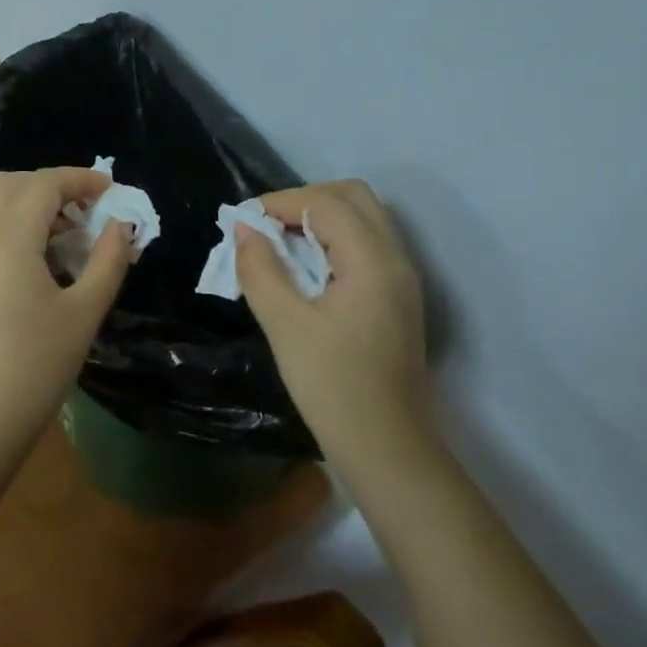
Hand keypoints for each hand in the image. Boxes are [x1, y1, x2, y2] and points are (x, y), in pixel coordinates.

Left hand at [0, 168, 131, 458]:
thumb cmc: (34, 366)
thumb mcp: (83, 313)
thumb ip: (107, 261)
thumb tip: (121, 226)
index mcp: (9, 238)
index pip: (44, 184)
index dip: (80, 179)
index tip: (112, 190)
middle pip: (12, 184)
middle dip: (52, 185)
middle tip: (88, 208)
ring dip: (32, 204)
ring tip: (71, 234)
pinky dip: (17, 226)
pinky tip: (44, 261)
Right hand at [235, 180, 434, 472]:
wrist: (387, 449)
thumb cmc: (333, 387)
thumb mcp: (285, 326)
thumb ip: (261, 270)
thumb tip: (244, 228)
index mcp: (373, 261)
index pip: (327, 203)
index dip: (282, 202)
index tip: (244, 221)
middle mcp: (396, 259)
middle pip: (354, 197)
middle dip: (306, 200)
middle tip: (267, 227)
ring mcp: (402, 279)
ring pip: (364, 219)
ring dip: (321, 218)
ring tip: (281, 245)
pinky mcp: (397, 298)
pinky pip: (367, 245)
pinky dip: (334, 240)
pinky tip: (305, 269)